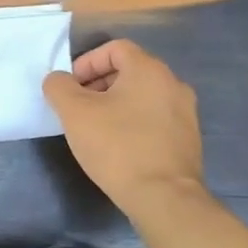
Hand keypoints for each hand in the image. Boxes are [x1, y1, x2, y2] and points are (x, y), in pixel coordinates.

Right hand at [43, 39, 209, 217]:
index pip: (114, 48)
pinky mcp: (188, 139)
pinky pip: (154, 118)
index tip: (71, 87)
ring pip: (142, 95)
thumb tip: (59, 80)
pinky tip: (118, 146)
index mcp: (149, 70)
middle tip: (78, 107)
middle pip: (129, 70)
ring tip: (95, 128)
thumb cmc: (117, 146)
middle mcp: (173, 84)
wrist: (164, 198)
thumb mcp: (74, 112)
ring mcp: (185, 113)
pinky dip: (133, 122)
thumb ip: (59, 86)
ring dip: (115, 104)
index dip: (87, 62)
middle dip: (98, 83)